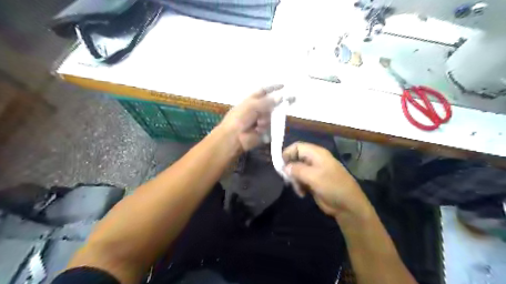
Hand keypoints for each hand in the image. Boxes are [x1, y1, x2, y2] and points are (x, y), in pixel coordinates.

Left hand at [220, 84, 283, 151]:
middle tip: (285, 104)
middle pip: (271, 105)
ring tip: (258, 124)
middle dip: (277, 106)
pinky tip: (259, 130)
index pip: (264, 91)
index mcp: (252, 100)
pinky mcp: (263, 132)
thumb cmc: (239, 118)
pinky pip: (270, 128)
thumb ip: (267, 102)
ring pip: (272, 117)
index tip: (283, 86)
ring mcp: (260, 121)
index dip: (273, 88)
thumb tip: (280, 97)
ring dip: (266, 120)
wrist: (234, 137)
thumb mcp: (252, 106)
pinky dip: (266, 128)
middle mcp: (257, 110)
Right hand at [283, 142, 369, 219]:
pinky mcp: (314, 182)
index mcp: (316, 154)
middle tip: (288, 180)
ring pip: (297, 171)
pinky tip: (302, 194)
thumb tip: (284, 167)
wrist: (348, 205)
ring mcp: (314, 171)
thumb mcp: (313, 177)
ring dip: (294, 180)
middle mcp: (314, 160)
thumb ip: (297, 169)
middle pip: (295, 159)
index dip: (287, 153)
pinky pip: (301, 180)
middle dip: (290, 169)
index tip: (280, 166)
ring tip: (298, 189)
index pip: (297, 147)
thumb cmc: (332, 187)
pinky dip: (299, 186)